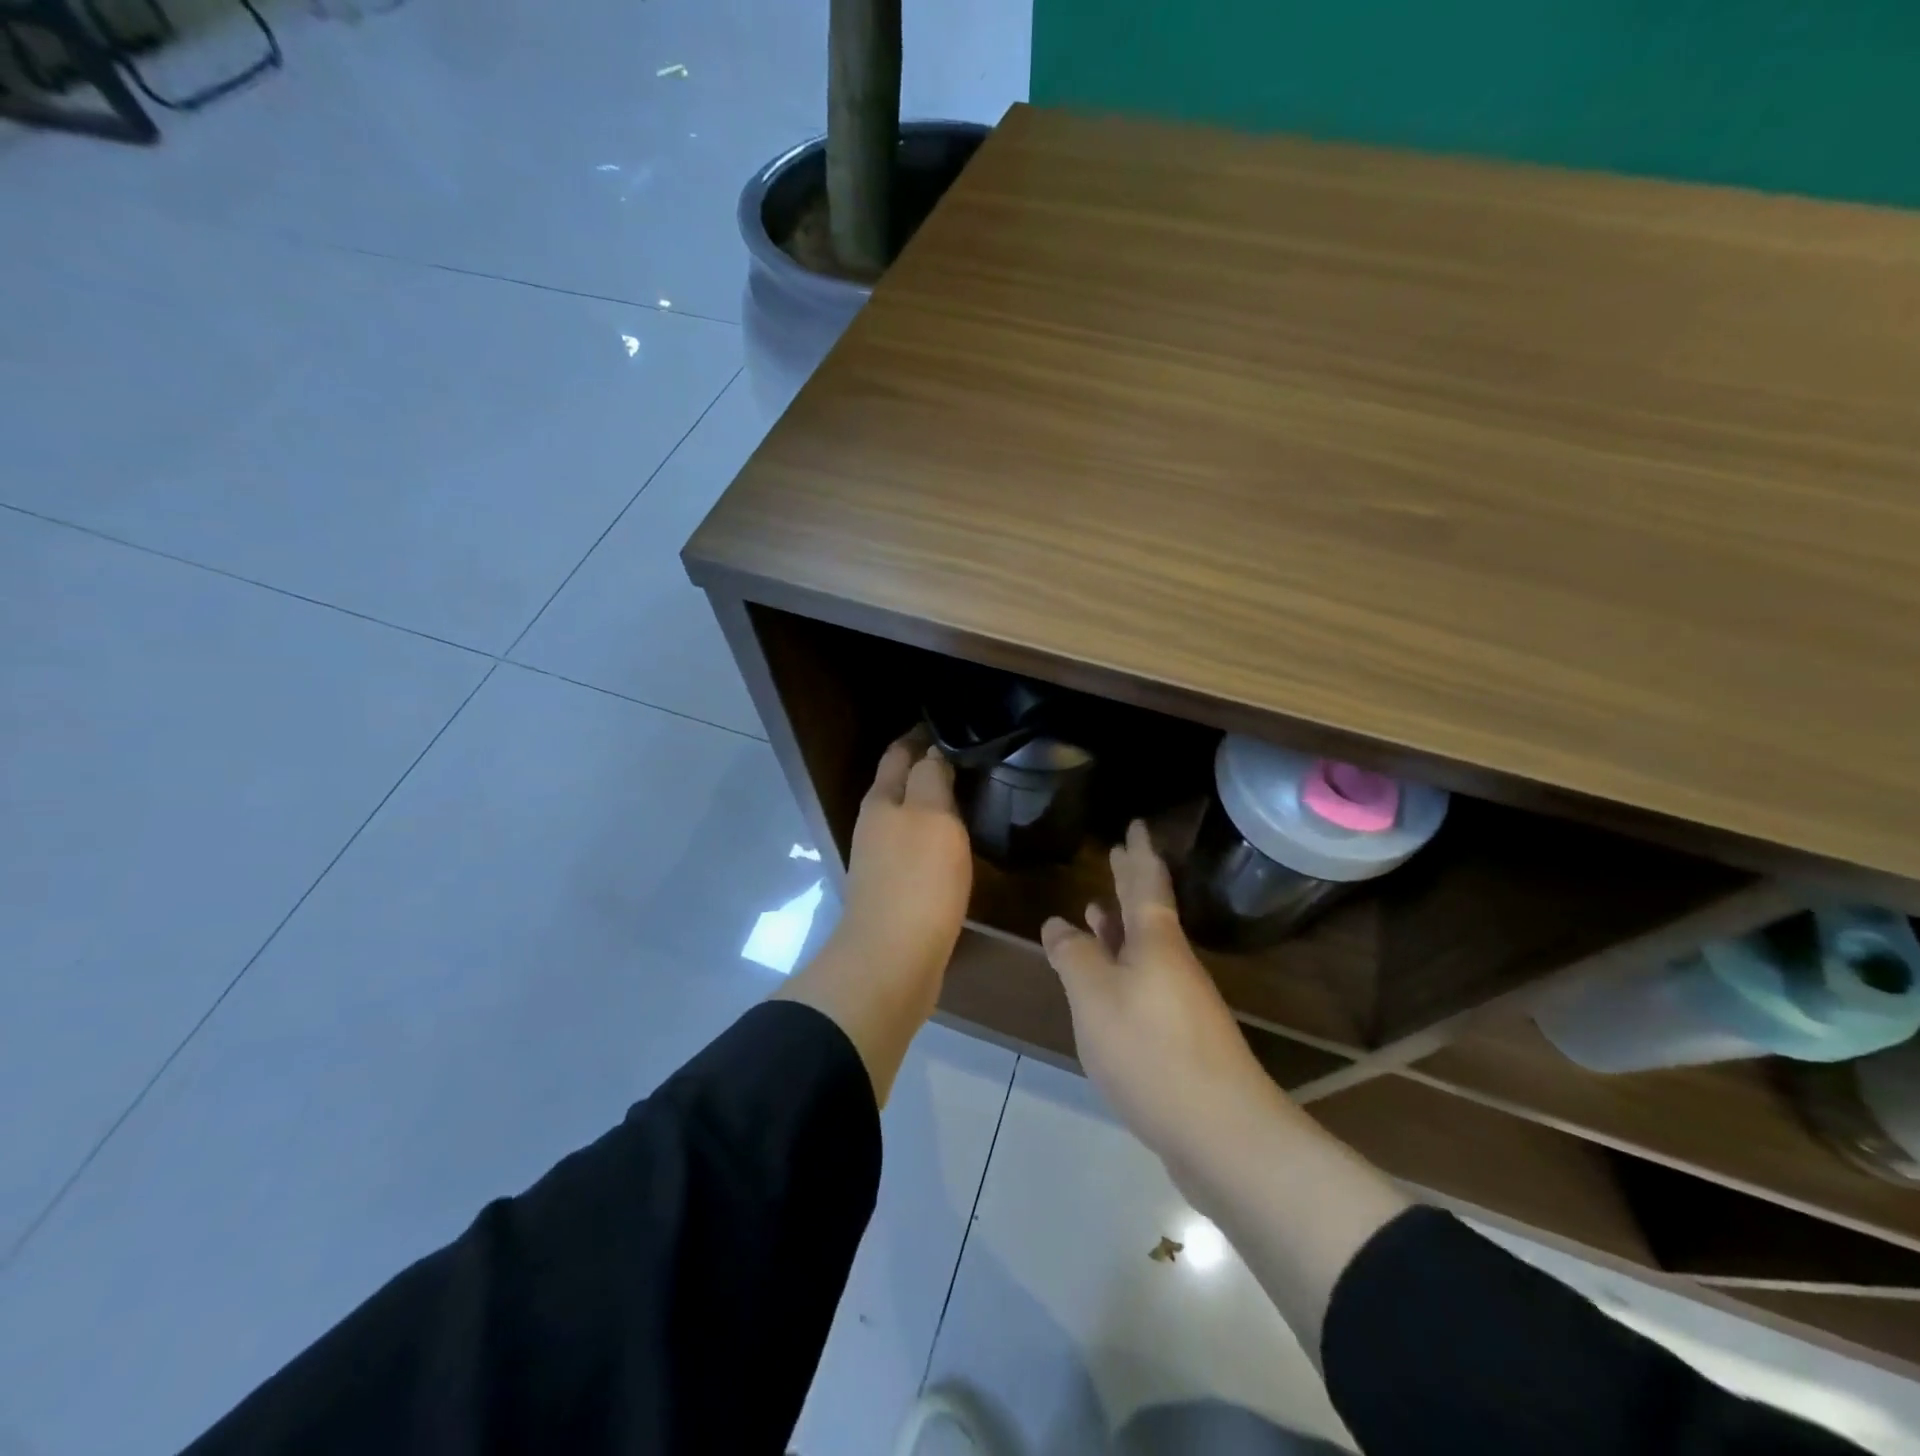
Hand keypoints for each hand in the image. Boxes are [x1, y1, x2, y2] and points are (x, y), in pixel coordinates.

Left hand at [834, 734, 973, 1014]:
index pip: (900, 753)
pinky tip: (958, 843)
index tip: (953, 725)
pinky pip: (918, 850)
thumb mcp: (931, 816)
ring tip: (970, 795)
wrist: (893, 960)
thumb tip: (932, 750)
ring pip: (910, 818)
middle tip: (970, 758)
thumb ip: (931, 778)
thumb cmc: (917, 880)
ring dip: (934, 804)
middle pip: (902, 784)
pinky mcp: (896, 891)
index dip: (922, 735)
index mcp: (883, 800)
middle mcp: (877, 824)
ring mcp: (883, 860)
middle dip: (928, 767)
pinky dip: (936, 837)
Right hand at [1042, 821, 1273, 1165]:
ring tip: (1099, 909)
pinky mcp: (1179, 1036)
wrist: (1222, 1134)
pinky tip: (1109, 982)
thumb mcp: (1095, 997)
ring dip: (1122, 925)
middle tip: (1119, 853)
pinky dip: (1123, 967)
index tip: (1136, 825)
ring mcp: (1180, 1001)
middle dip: (1132, 881)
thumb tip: (1058, 924)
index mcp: (1156, 942)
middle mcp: (1172, 963)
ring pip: (1145, 948)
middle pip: (1149, 911)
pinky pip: (1144, 981)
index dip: (1138, 852)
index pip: (1146, 882)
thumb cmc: (1151, 1051)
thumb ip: (1074, 956)